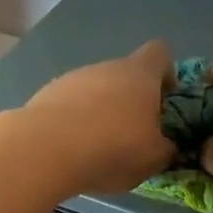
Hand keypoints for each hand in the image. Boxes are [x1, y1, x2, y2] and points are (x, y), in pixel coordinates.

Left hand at [21, 40, 176, 193]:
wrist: (44, 151)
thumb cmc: (112, 148)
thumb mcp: (153, 159)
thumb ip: (167, 149)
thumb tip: (168, 146)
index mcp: (140, 73)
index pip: (161, 53)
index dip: (167, 74)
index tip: (166, 102)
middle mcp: (106, 67)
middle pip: (126, 75)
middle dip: (132, 102)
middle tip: (134, 137)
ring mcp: (72, 78)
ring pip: (96, 91)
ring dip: (102, 113)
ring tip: (99, 149)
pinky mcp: (46, 95)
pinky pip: (70, 105)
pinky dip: (75, 123)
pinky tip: (72, 150)